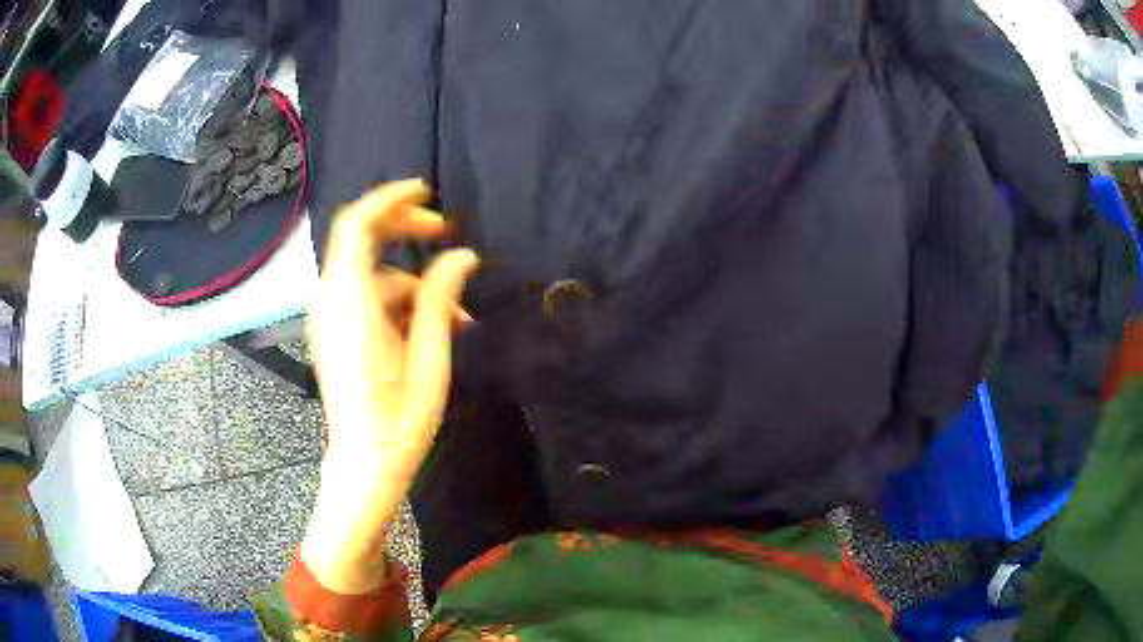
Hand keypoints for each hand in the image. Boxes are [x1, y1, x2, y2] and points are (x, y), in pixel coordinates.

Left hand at [301, 179, 479, 593]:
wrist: (364, 465)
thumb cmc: (399, 420)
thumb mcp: (429, 357)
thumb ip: (441, 298)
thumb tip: (463, 255)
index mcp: (351, 302)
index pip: (358, 224)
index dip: (390, 198)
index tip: (427, 191)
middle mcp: (332, 302)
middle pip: (361, 240)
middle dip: (405, 230)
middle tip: (447, 236)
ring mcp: (330, 319)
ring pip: (370, 274)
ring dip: (412, 280)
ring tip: (456, 311)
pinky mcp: (336, 335)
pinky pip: (365, 298)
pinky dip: (397, 301)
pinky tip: (431, 327)